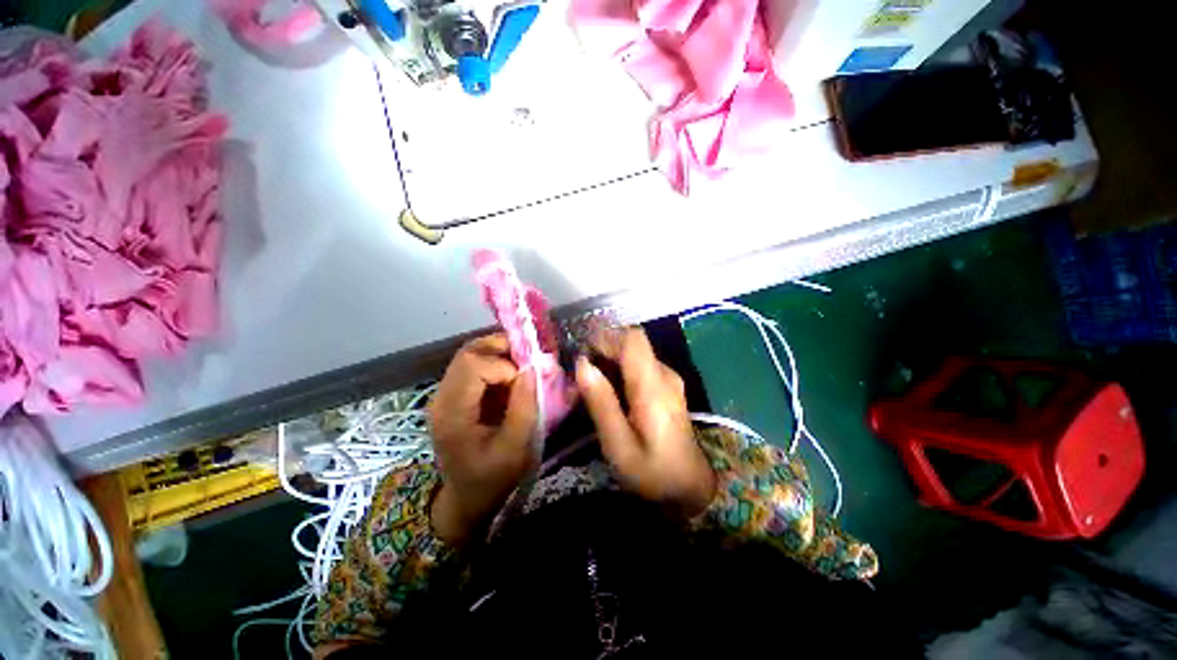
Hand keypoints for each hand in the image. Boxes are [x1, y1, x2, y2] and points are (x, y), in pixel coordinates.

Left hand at [428, 335, 536, 543]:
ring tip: (523, 364)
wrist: (466, 498)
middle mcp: (442, 397)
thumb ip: (524, 407)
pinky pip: (473, 365)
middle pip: (469, 352)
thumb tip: (532, 369)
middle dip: (503, 349)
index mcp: (452, 413)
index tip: (526, 383)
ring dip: (499, 352)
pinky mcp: (454, 395)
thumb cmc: (492, 478)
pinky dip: (495, 361)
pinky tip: (512, 374)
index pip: (474, 365)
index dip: (505, 367)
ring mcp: (445, 394)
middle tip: (529, 360)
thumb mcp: (515, 449)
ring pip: (470, 354)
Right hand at [575, 328, 715, 516]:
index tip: (582, 352)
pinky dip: (621, 369)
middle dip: (603, 350)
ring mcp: (668, 379)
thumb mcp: (618, 444)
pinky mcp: (667, 387)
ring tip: (590, 384)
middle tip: (581, 373)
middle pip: (632, 343)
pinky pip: (640, 365)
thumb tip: (582, 364)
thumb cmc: (652, 471)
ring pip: (635, 353)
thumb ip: (601, 402)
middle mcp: (664, 374)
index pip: (633, 339)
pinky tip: (609, 391)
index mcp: (653, 386)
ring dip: (610, 360)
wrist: (690, 487)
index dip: (606, 337)